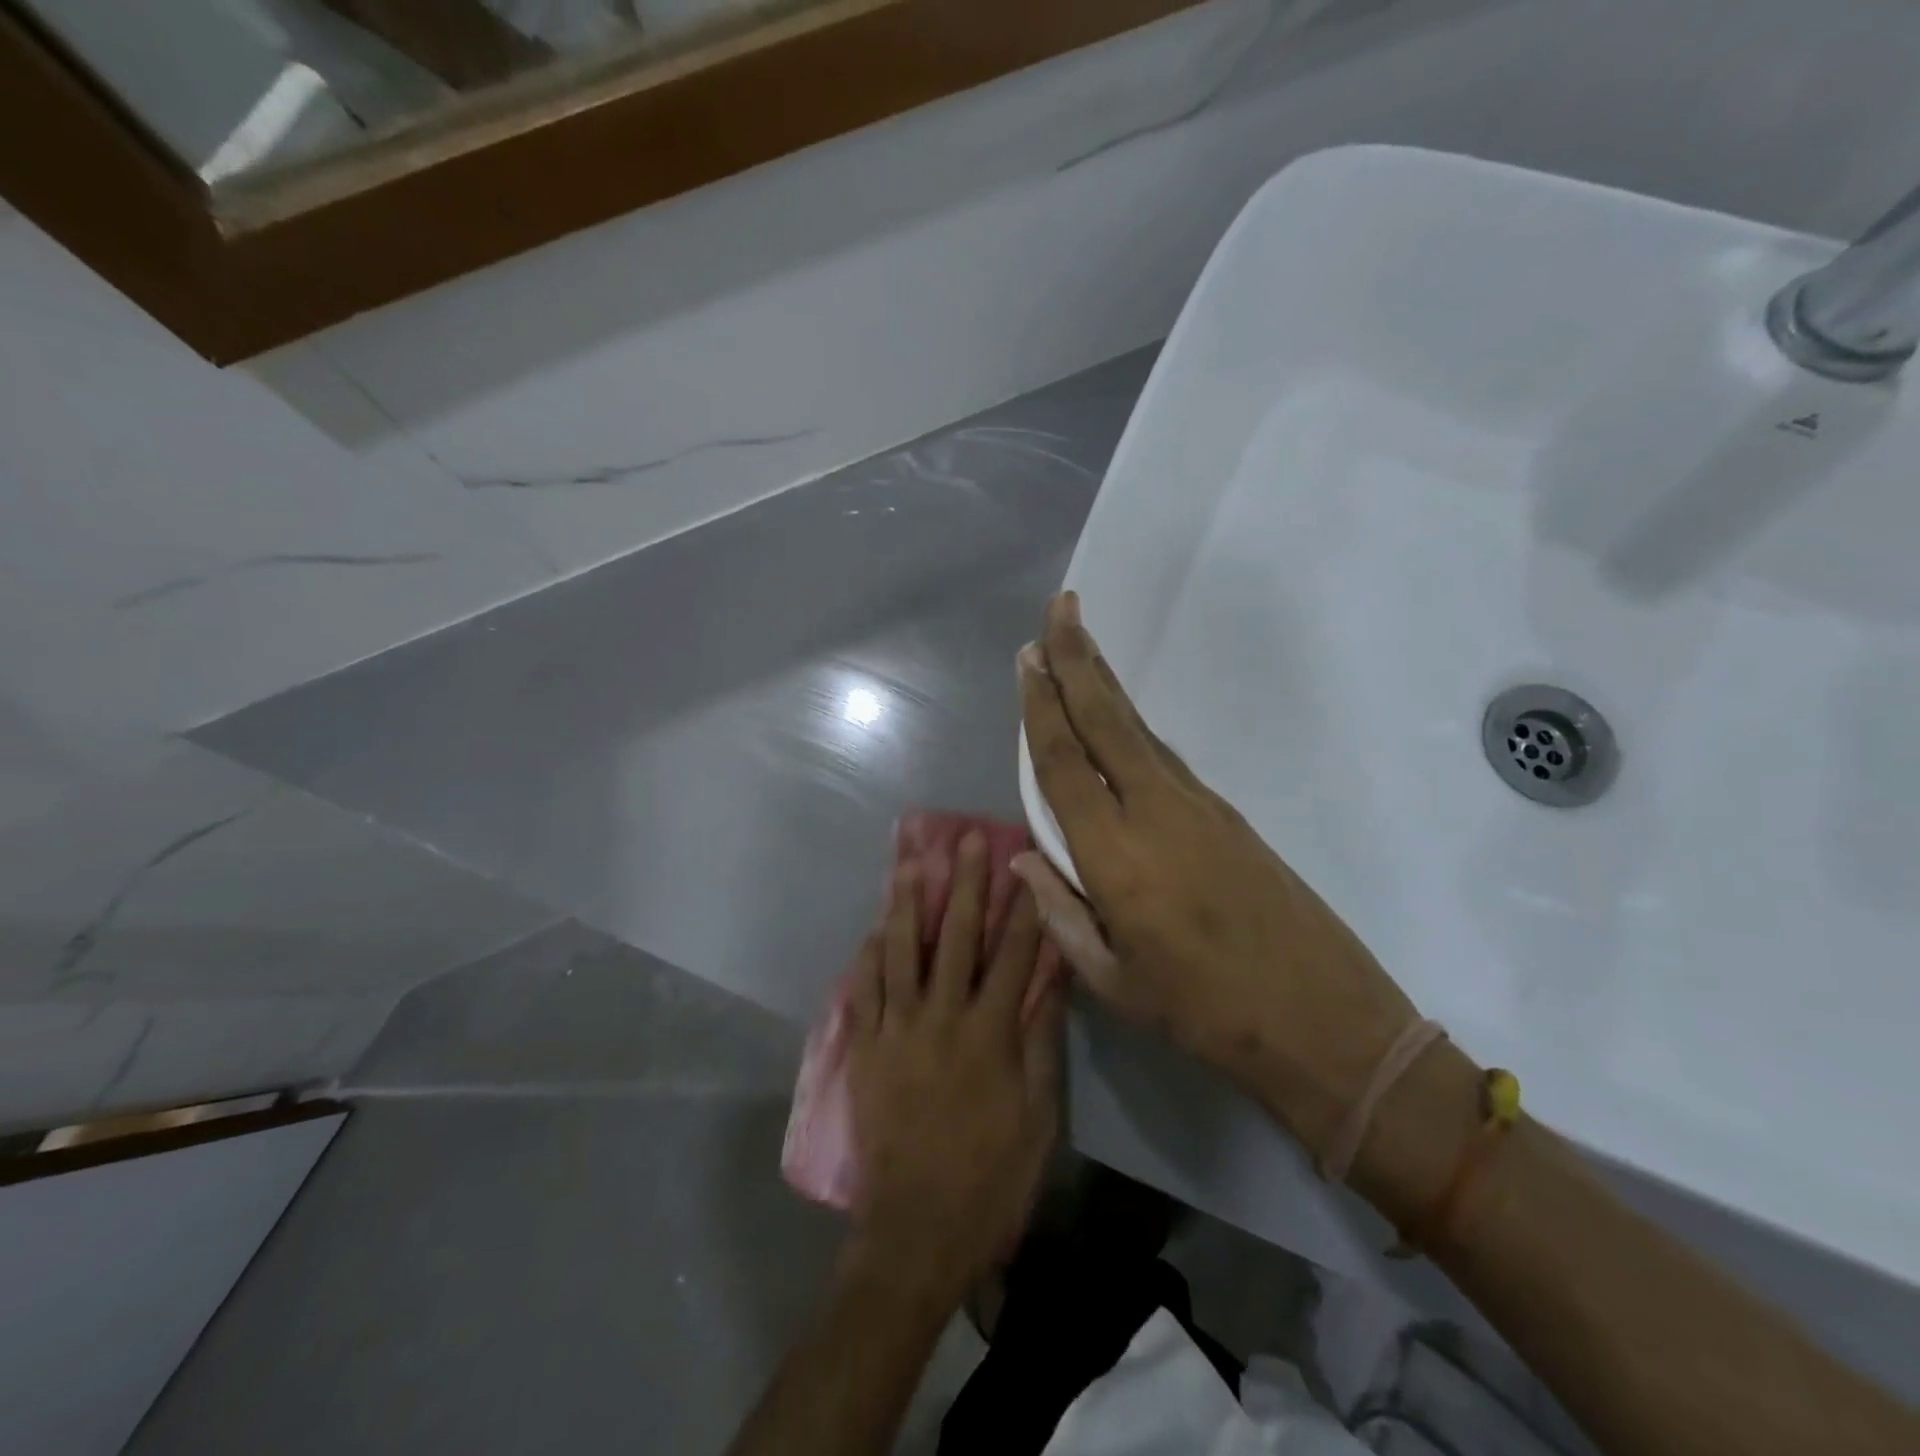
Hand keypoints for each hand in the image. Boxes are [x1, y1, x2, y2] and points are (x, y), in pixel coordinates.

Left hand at [844, 832, 1064, 1301]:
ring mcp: (897, 1030)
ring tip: (908, 865)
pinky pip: (863, 991)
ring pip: (901, 952)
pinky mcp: (864, 1049)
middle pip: (957, 937)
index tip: (1027, 866)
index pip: (1013, 955)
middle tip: (966, 839)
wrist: (917, 1230)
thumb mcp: (1038, 1117)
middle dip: (965, 884)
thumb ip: (1041, 1044)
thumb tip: (1051, 984)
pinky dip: (868, 957)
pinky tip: (873, 930)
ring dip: (906, 904)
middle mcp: (941, 1017)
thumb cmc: (990, 1177)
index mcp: (989, 1033)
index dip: (1023, 908)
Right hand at [1015, 592, 1418, 1149]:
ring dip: (1105, 685)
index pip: (1065, 764)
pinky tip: (1118, 720)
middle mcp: (1156, 812)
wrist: (1325, 1018)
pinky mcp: (1226, 814)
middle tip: (1061, 608)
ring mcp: (1199, 807)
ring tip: (1079, 647)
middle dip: (1078, 660)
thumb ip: (1061, 914)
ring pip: (1138, 730)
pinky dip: (1132, 727)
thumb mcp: (1115, 982)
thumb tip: (1026, 859)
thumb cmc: (1206, 1012)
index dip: (1041, 708)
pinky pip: (1164, 757)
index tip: (1027, 658)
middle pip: (1107, 721)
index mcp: (1117, 856)